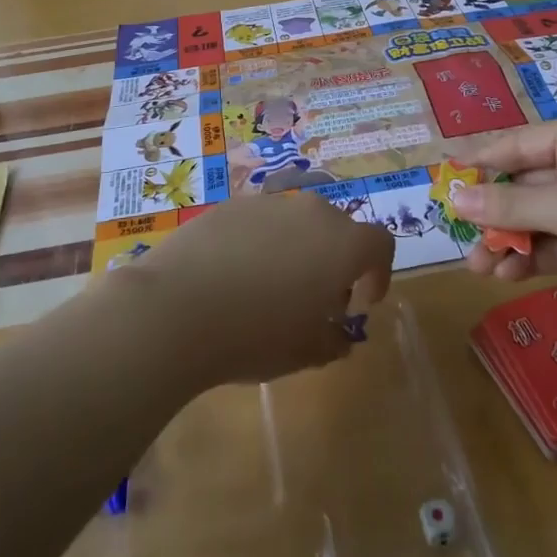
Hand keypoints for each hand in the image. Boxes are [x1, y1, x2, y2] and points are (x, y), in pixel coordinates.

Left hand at [123, 194, 393, 386]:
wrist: (176, 308)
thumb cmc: (255, 334)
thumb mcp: (305, 353)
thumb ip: (333, 341)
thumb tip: (338, 336)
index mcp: (341, 243)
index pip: (380, 244)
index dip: (378, 273)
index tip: (361, 303)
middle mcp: (310, 211)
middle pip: (338, 229)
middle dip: (335, 262)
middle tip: (316, 300)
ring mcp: (267, 203)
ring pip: (296, 222)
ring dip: (297, 250)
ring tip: (271, 289)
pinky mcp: (230, 205)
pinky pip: (259, 222)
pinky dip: (260, 244)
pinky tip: (234, 277)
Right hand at [453, 112, 556, 321]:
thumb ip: (508, 206)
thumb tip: (454, 199)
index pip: (515, 145)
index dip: (477, 164)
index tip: (441, 182)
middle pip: (525, 185)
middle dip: (491, 214)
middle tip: (457, 237)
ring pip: (539, 219)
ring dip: (509, 241)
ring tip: (477, 268)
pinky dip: (534, 257)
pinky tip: (508, 275)